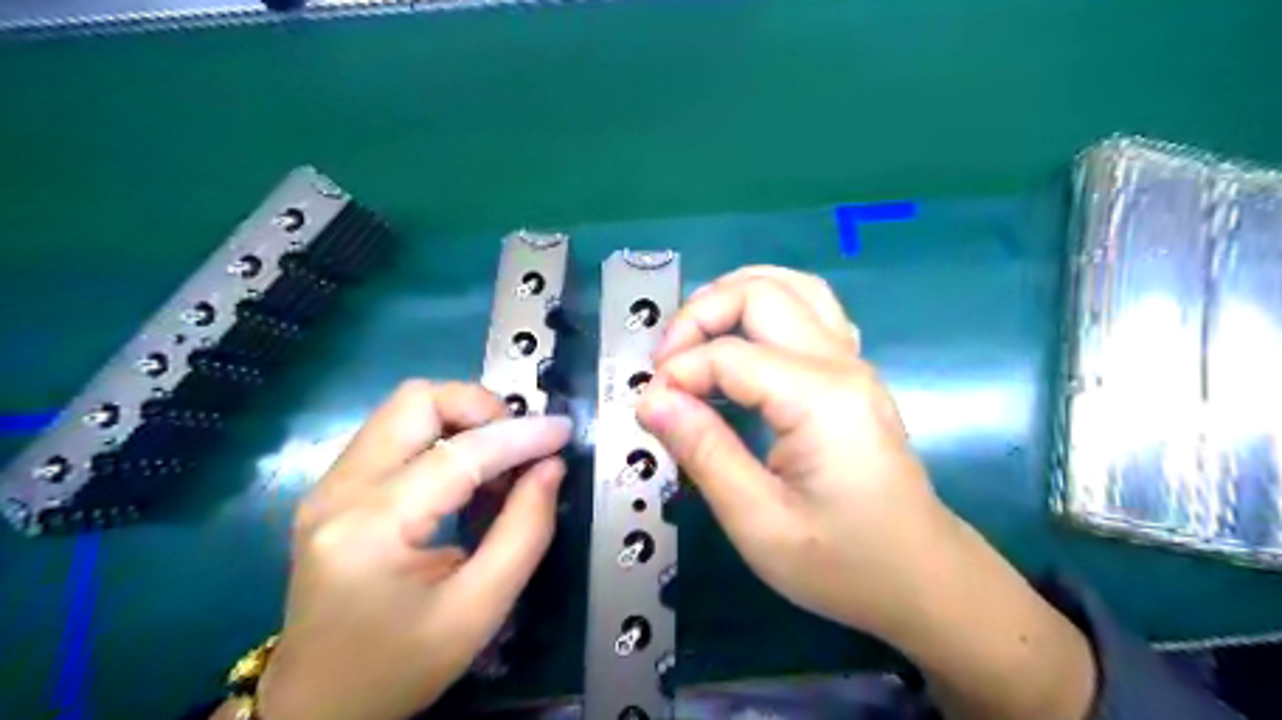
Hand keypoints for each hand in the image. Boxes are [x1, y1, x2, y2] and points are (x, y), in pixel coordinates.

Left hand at [257, 380, 570, 716]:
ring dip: (462, 419)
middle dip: (481, 408)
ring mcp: (329, 485)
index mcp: (371, 529)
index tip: (562, 430)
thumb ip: (524, 532)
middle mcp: (338, 491)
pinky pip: (396, 432)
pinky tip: (467, 473)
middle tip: (520, 444)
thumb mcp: (479, 611)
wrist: (318, 704)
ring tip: (498, 461)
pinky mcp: (334, 488)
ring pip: (405, 407)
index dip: (519, 436)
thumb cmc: (400, 667)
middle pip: (416, 401)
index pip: (457, 454)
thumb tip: (551, 467)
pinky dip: (442, 435)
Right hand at [635, 264, 944, 634]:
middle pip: (762, 293)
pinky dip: (766, 306)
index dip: (678, 374)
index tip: (649, 411)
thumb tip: (651, 399)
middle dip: (700, 314)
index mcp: (819, 398)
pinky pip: (810, 309)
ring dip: (734, 295)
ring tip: (694, 335)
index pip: (729, 355)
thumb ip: (703, 451)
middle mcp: (840, 362)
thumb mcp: (759, 522)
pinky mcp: (853, 372)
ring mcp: (853, 361)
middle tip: (666, 363)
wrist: (923, 578)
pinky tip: (744, 338)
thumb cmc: (843, 563)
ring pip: (792, 285)